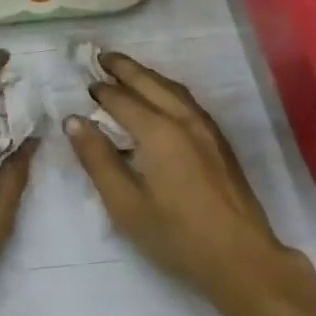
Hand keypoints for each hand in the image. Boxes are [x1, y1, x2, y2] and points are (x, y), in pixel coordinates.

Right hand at [66, 52, 293, 306]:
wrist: (242, 258)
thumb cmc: (177, 235)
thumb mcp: (125, 204)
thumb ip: (97, 159)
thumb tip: (74, 121)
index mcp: (158, 131)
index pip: (121, 99)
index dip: (100, 91)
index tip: (83, 86)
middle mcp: (183, 119)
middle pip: (149, 82)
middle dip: (124, 68)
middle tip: (101, 57)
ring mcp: (206, 128)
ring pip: (172, 88)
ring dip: (146, 75)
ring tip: (127, 71)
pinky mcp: (219, 140)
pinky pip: (187, 100)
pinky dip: (166, 88)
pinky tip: (161, 98)